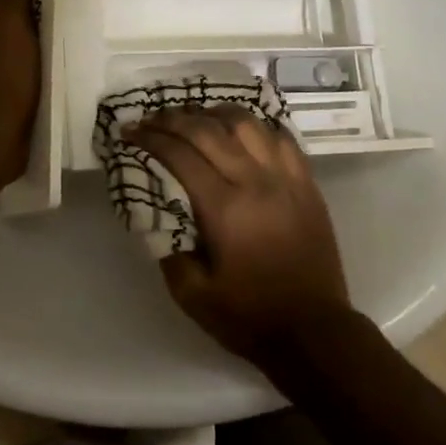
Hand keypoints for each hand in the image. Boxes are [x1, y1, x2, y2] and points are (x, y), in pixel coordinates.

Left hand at [0, 0, 41, 190]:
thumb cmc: (4, 72)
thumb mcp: (11, 20)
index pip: (6, 3)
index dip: (30, 7)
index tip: (54, 15)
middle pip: (10, 29)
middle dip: (33, 34)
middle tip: (62, 40)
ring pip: (14, 56)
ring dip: (34, 59)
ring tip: (59, 65)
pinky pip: (15, 80)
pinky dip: (30, 81)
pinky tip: (46, 88)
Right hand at [125, 106, 352, 368]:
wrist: (315, 331)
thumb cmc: (250, 316)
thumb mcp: (192, 295)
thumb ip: (167, 249)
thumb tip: (155, 212)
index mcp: (225, 208)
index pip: (181, 155)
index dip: (151, 138)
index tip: (130, 131)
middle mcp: (256, 181)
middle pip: (209, 130)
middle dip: (174, 118)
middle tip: (152, 117)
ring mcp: (286, 178)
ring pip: (248, 124)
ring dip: (215, 113)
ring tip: (196, 115)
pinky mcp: (307, 183)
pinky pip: (281, 137)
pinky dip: (257, 126)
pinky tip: (242, 129)